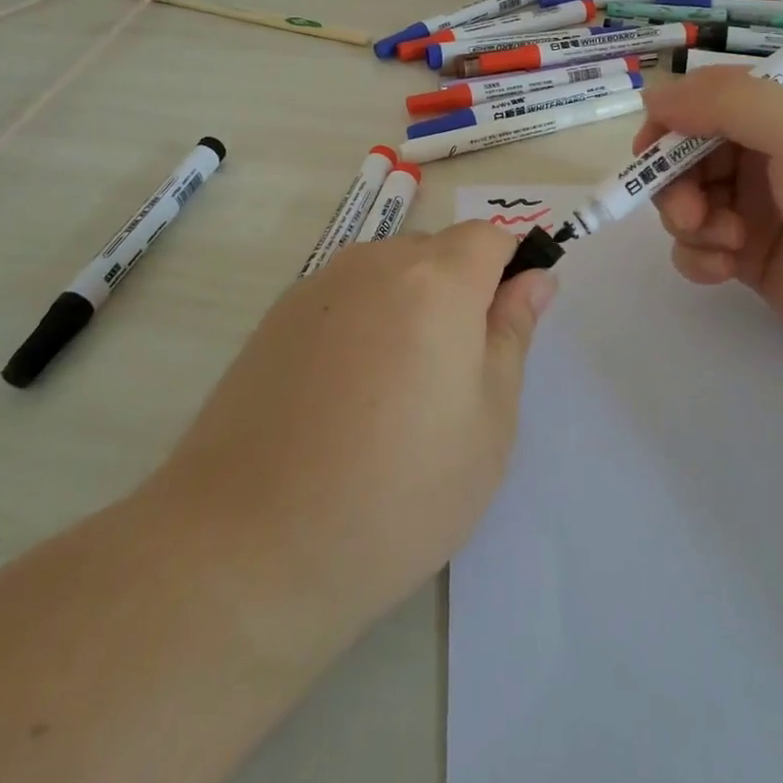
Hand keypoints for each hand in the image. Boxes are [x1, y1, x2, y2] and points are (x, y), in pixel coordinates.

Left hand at [147, 223, 555, 652]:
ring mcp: (319, 286)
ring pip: (388, 274)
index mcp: (437, 280)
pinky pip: (344, 299)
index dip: (509, 268)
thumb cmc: (398, 491)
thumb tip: (534, 279)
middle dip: (459, 291)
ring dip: (409, 308)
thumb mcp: (488, 421)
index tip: (507, 323)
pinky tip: (344, 396)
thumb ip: (512, 334)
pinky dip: (363, 325)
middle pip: (437, 251)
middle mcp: (375, 263)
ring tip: (396, 392)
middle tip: (454, 376)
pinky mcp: (276, 317)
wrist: (249, 546)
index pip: (489, 236)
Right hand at [634, 67, 782, 372]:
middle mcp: (765, 149)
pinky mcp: (753, 255)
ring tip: (723, 244)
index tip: (651, 155)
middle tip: (691, 214)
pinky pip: (699, 246)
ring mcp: (758, 204)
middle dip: (674, 181)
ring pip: (686, 199)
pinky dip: (698, 256)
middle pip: (685, 152)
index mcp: (782, 107)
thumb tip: (654, 94)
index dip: (669, 123)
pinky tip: (725, 270)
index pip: (702, 98)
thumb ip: (726, 102)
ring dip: (688, 221)